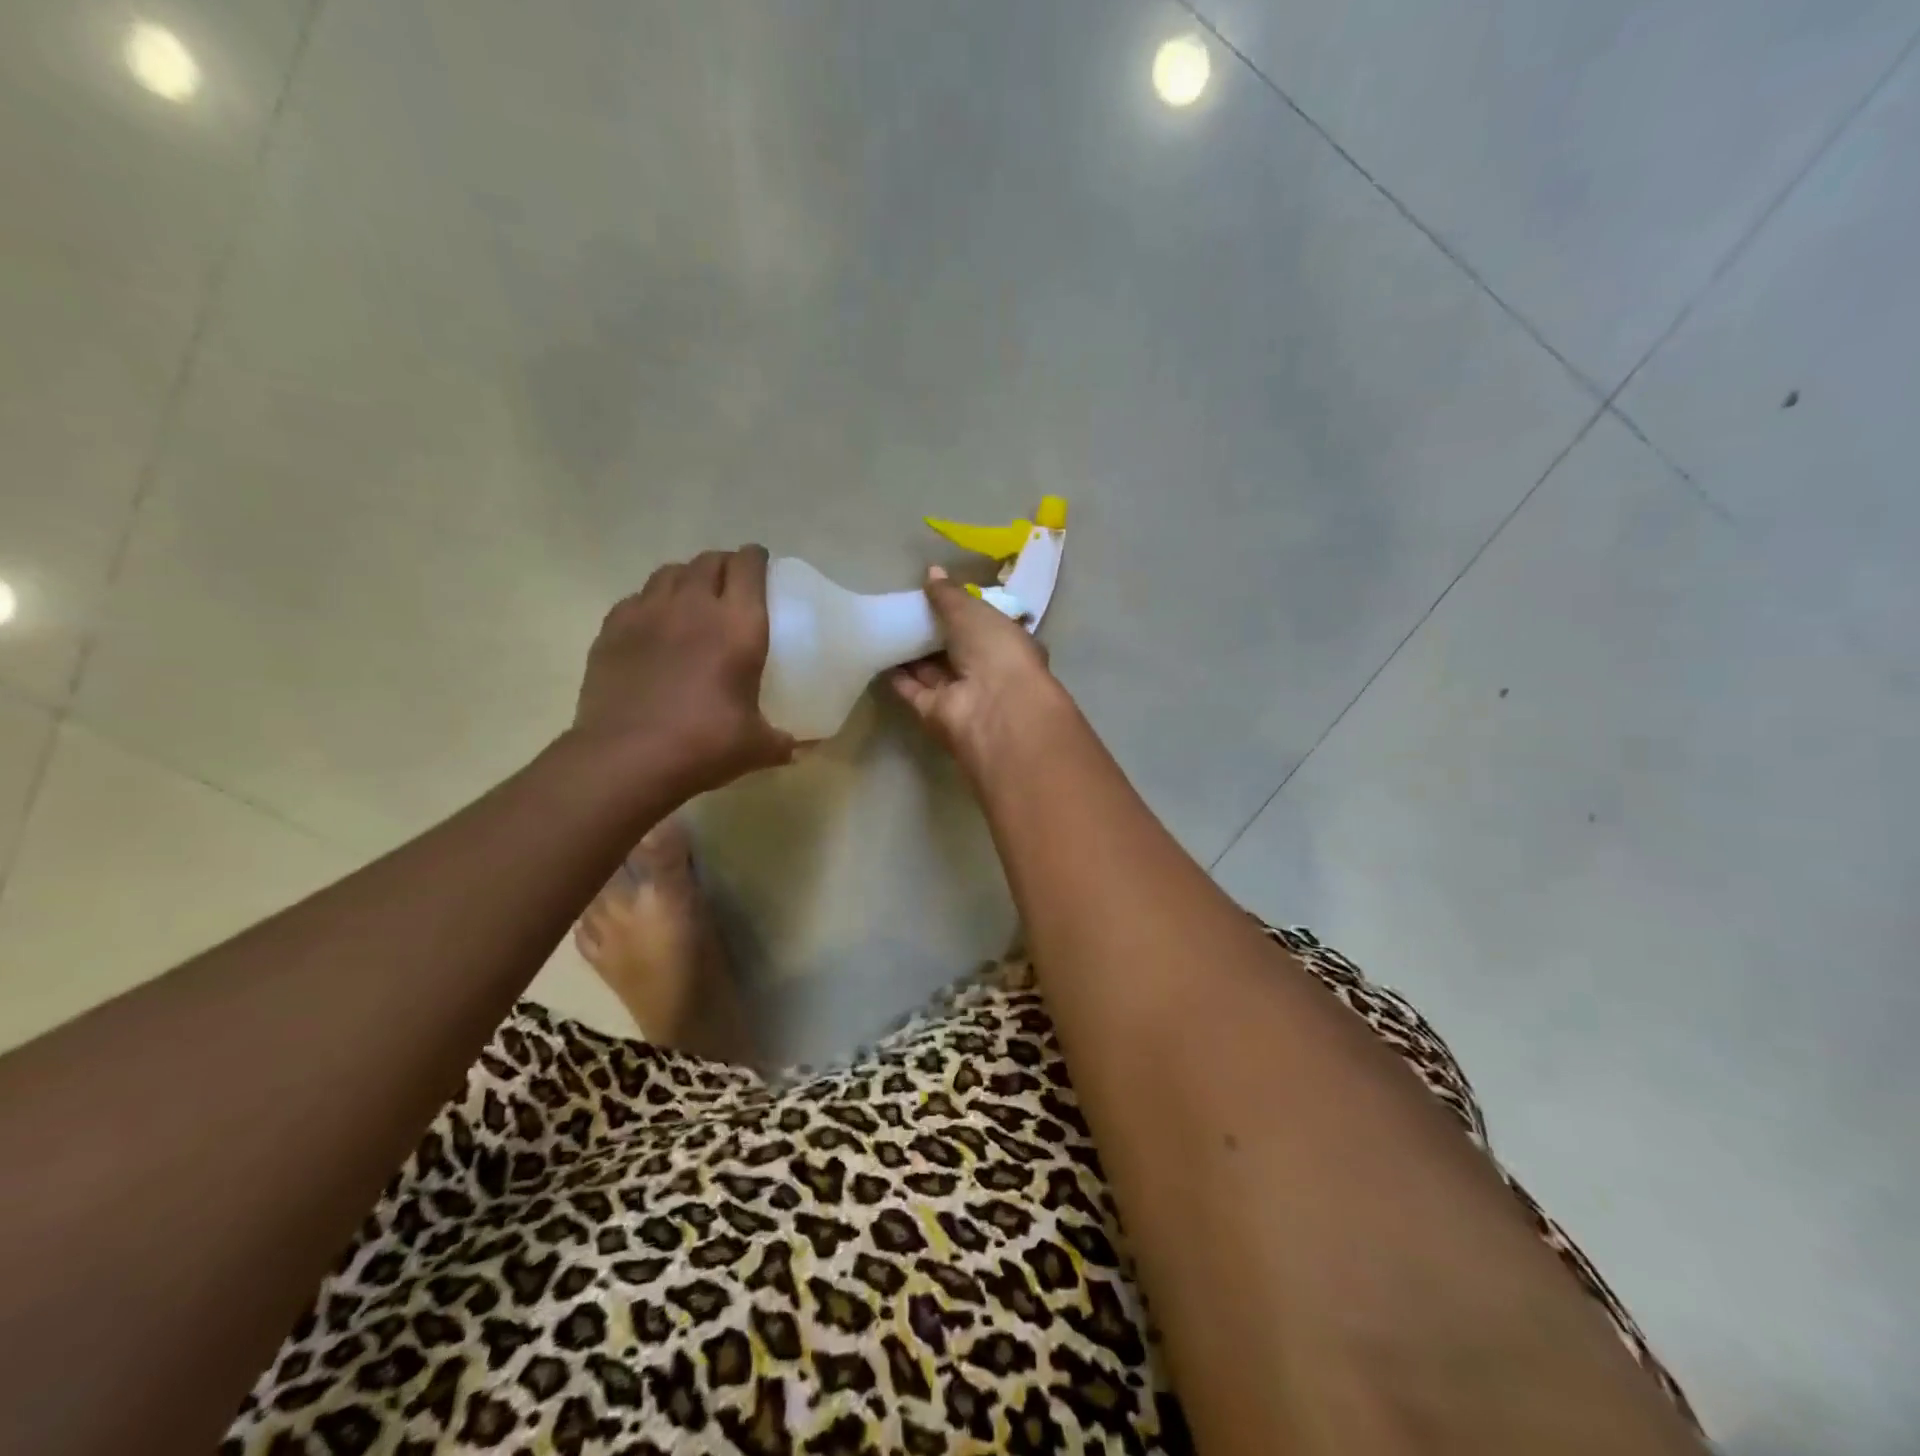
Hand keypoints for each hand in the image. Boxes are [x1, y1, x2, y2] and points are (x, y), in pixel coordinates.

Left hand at [573, 546, 794, 798]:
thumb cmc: (704, 745)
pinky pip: (637, 598)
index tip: (762, 566)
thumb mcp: (756, 747)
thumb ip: (781, 741)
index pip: (748, 566)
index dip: (756, 559)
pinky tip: (654, 625)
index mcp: (738, 625)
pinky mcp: (612, 630)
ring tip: (693, 598)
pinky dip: (651, 602)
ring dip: (687, 578)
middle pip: (710, 561)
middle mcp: (694, 606)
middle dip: (725, 565)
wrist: (627, 758)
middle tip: (732, 585)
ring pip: (670, 573)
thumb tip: (798, 748)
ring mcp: (647, 613)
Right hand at [889, 566, 1067, 775]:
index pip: (982, 626)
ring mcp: (960, 695)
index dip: (961, 611)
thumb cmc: (996, 650)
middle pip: (954, 650)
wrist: (993, 707)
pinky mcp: (934, 713)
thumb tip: (932, 571)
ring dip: (911, 653)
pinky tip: (877, 655)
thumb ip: (949, 594)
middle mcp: (985, 672)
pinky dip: (896, 676)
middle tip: (904, 608)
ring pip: (931, 670)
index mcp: (1006, 644)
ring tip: (884, 626)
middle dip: (932, 632)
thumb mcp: (973, 611)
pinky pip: (912, 690)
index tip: (935, 595)